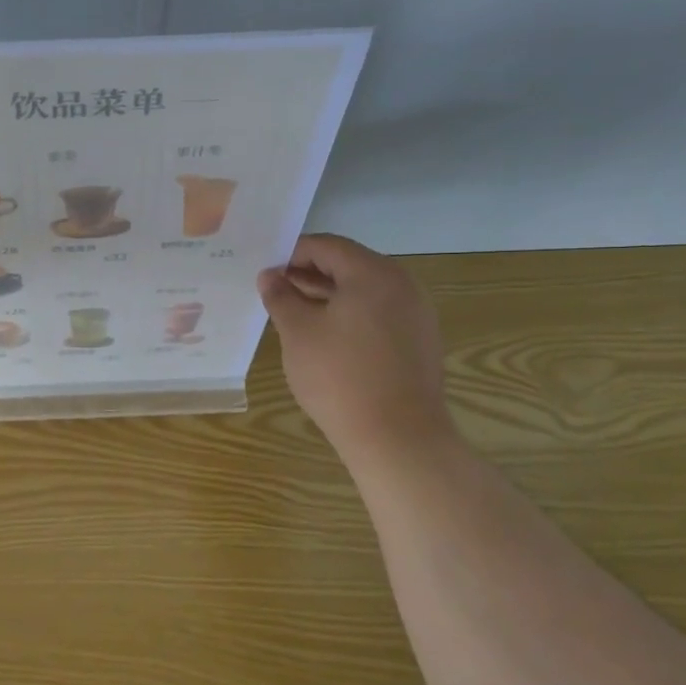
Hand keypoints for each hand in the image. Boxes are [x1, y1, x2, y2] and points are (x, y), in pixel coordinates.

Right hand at [258, 233, 457, 461]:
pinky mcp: (420, 342)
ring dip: (328, 296)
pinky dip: (350, 315)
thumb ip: (280, 297)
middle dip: (309, 274)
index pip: (327, 246)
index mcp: (374, 273)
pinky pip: (379, 314)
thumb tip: (269, 276)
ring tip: (295, 314)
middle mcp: (402, 284)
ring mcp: (416, 314)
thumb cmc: (339, 377)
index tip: (266, 271)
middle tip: (276, 291)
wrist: (397, 438)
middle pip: (349, 266)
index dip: (292, 253)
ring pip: (364, 291)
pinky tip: (326, 338)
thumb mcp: (297, 333)